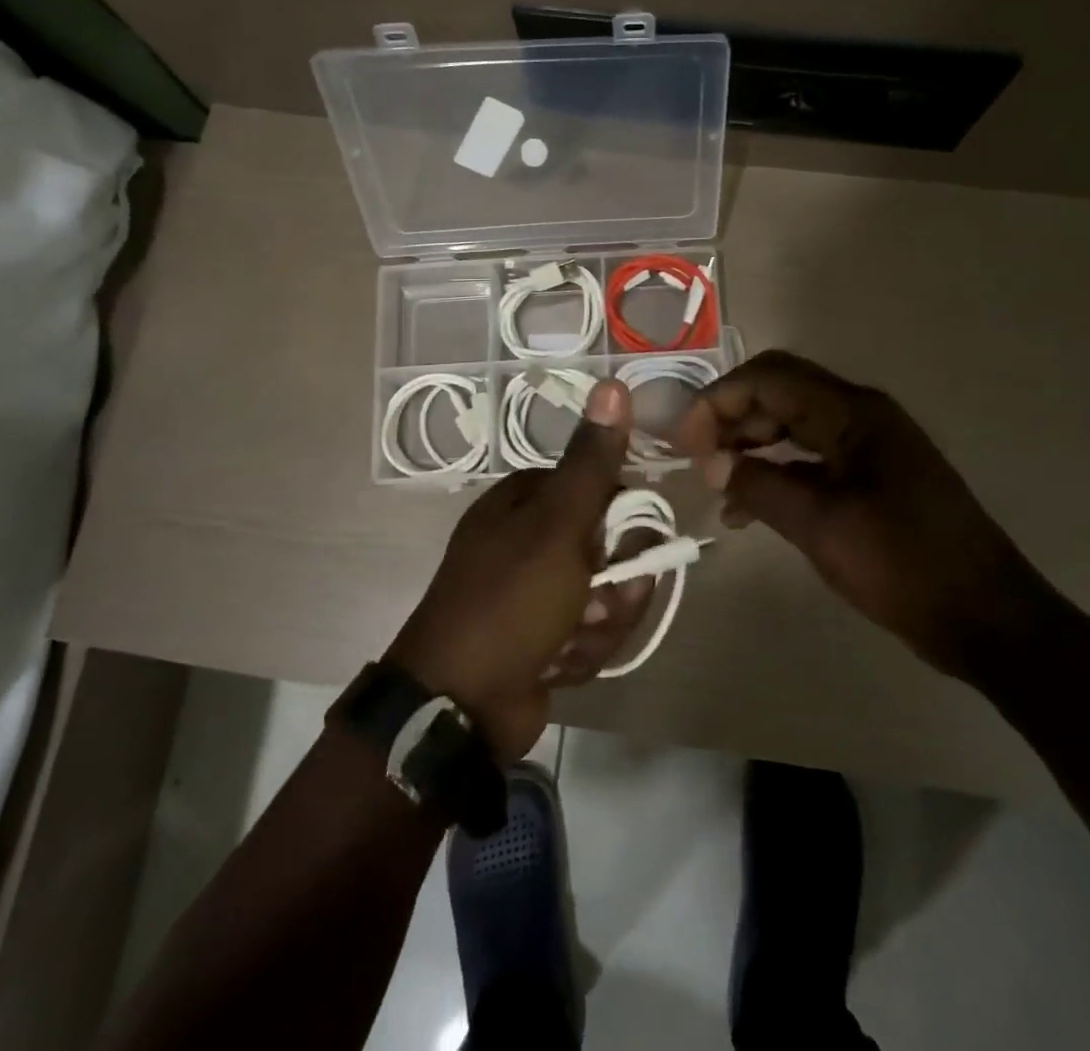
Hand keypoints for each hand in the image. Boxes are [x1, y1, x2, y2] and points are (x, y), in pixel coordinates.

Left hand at [387, 380, 654, 760]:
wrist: (459, 705)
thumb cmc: (509, 601)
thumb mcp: (557, 525)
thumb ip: (591, 462)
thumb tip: (612, 383)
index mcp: (526, 502)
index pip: (602, 490)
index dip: (625, 519)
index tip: (630, 546)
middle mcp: (529, 540)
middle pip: (610, 549)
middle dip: (614, 586)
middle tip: (596, 604)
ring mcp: (534, 592)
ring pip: (605, 596)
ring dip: (600, 624)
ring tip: (569, 640)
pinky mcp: (541, 638)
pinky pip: (589, 634)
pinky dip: (580, 653)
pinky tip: (555, 666)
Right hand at [673, 350, 1055, 681]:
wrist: (986, 617)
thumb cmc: (903, 565)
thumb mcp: (820, 526)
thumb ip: (759, 486)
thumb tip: (711, 463)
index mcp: (852, 413)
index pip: (769, 378)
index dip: (718, 400)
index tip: (685, 442)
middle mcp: (859, 415)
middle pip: (778, 391)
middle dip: (730, 416)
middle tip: (694, 456)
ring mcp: (867, 445)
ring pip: (791, 422)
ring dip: (749, 443)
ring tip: (715, 481)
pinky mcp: (870, 475)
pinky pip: (810, 456)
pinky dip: (775, 470)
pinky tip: (747, 507)